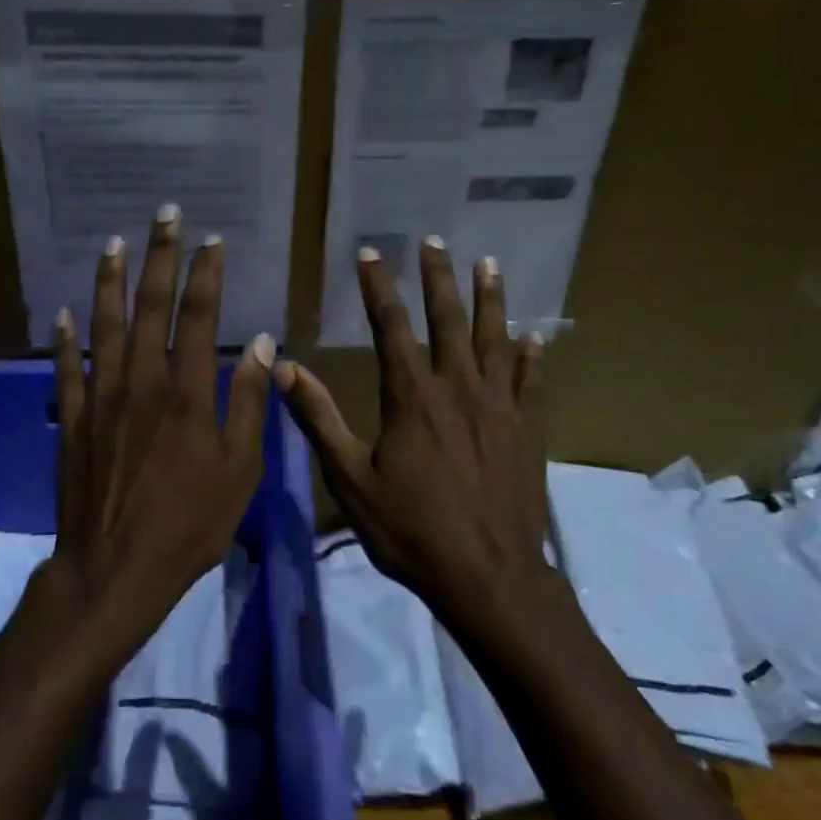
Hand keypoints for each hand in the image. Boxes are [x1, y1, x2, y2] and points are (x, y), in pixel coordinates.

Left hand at [48, 204, 274, 654]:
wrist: (115, 570)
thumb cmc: (189, 524)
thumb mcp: (239, 470)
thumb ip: (248, 402)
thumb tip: (260, 342)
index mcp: (186, 393)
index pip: (198, 316)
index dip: (205, 274)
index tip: (212, 241)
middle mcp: (140, 382)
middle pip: (149, 306)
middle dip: (160, 257)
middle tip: (166, 215)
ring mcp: (100, 398)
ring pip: (105, 325)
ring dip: (111, 281)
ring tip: (114, 243)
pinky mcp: (72, 420)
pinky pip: (67, 369)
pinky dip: (65, 338)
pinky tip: (63, 313)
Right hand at [276, 237, 548, 619]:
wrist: (489, 579)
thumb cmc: (412, 531)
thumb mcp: (350, 480)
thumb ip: (319, 420)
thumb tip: (284, 368)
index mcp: (412, 398)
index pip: (391, 327)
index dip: (379, 288)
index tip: (372, 254)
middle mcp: (458, 389)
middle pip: (448, 320)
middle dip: (439, 277)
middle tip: (434, 241)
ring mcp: (499, 407)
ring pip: (495, 339)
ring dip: (491, 299)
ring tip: (489, 263)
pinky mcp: (527, 430)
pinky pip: (532, 383)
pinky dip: (533, 357)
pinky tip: (536, 338)